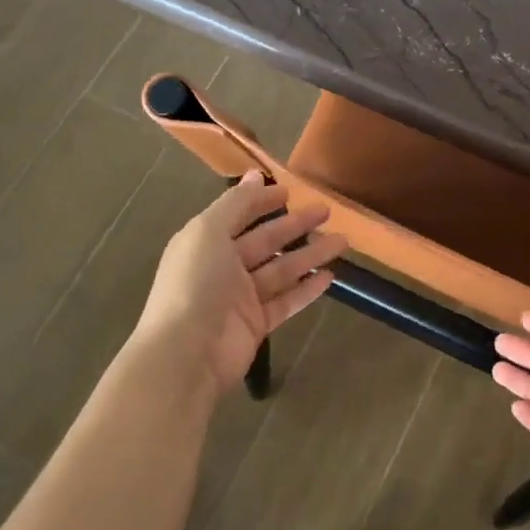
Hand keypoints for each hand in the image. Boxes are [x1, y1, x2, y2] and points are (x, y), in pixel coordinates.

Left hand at [133, 172, 344, 394]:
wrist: (187, 353)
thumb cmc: (196, 284)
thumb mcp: (209, 232)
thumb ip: (235, 204)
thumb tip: (254, 175)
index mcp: (206, 241)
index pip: (238, 214)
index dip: (262, 201)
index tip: (292, 190)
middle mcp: (223, 267)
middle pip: (265, 241)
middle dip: (295, 225)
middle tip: (328, 212)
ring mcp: (241, 298)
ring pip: (281, 270)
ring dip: (310, 255)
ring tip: (342, 242)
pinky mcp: (257, 324)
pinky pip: (286, 302)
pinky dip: (306, 289)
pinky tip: (329, 277)